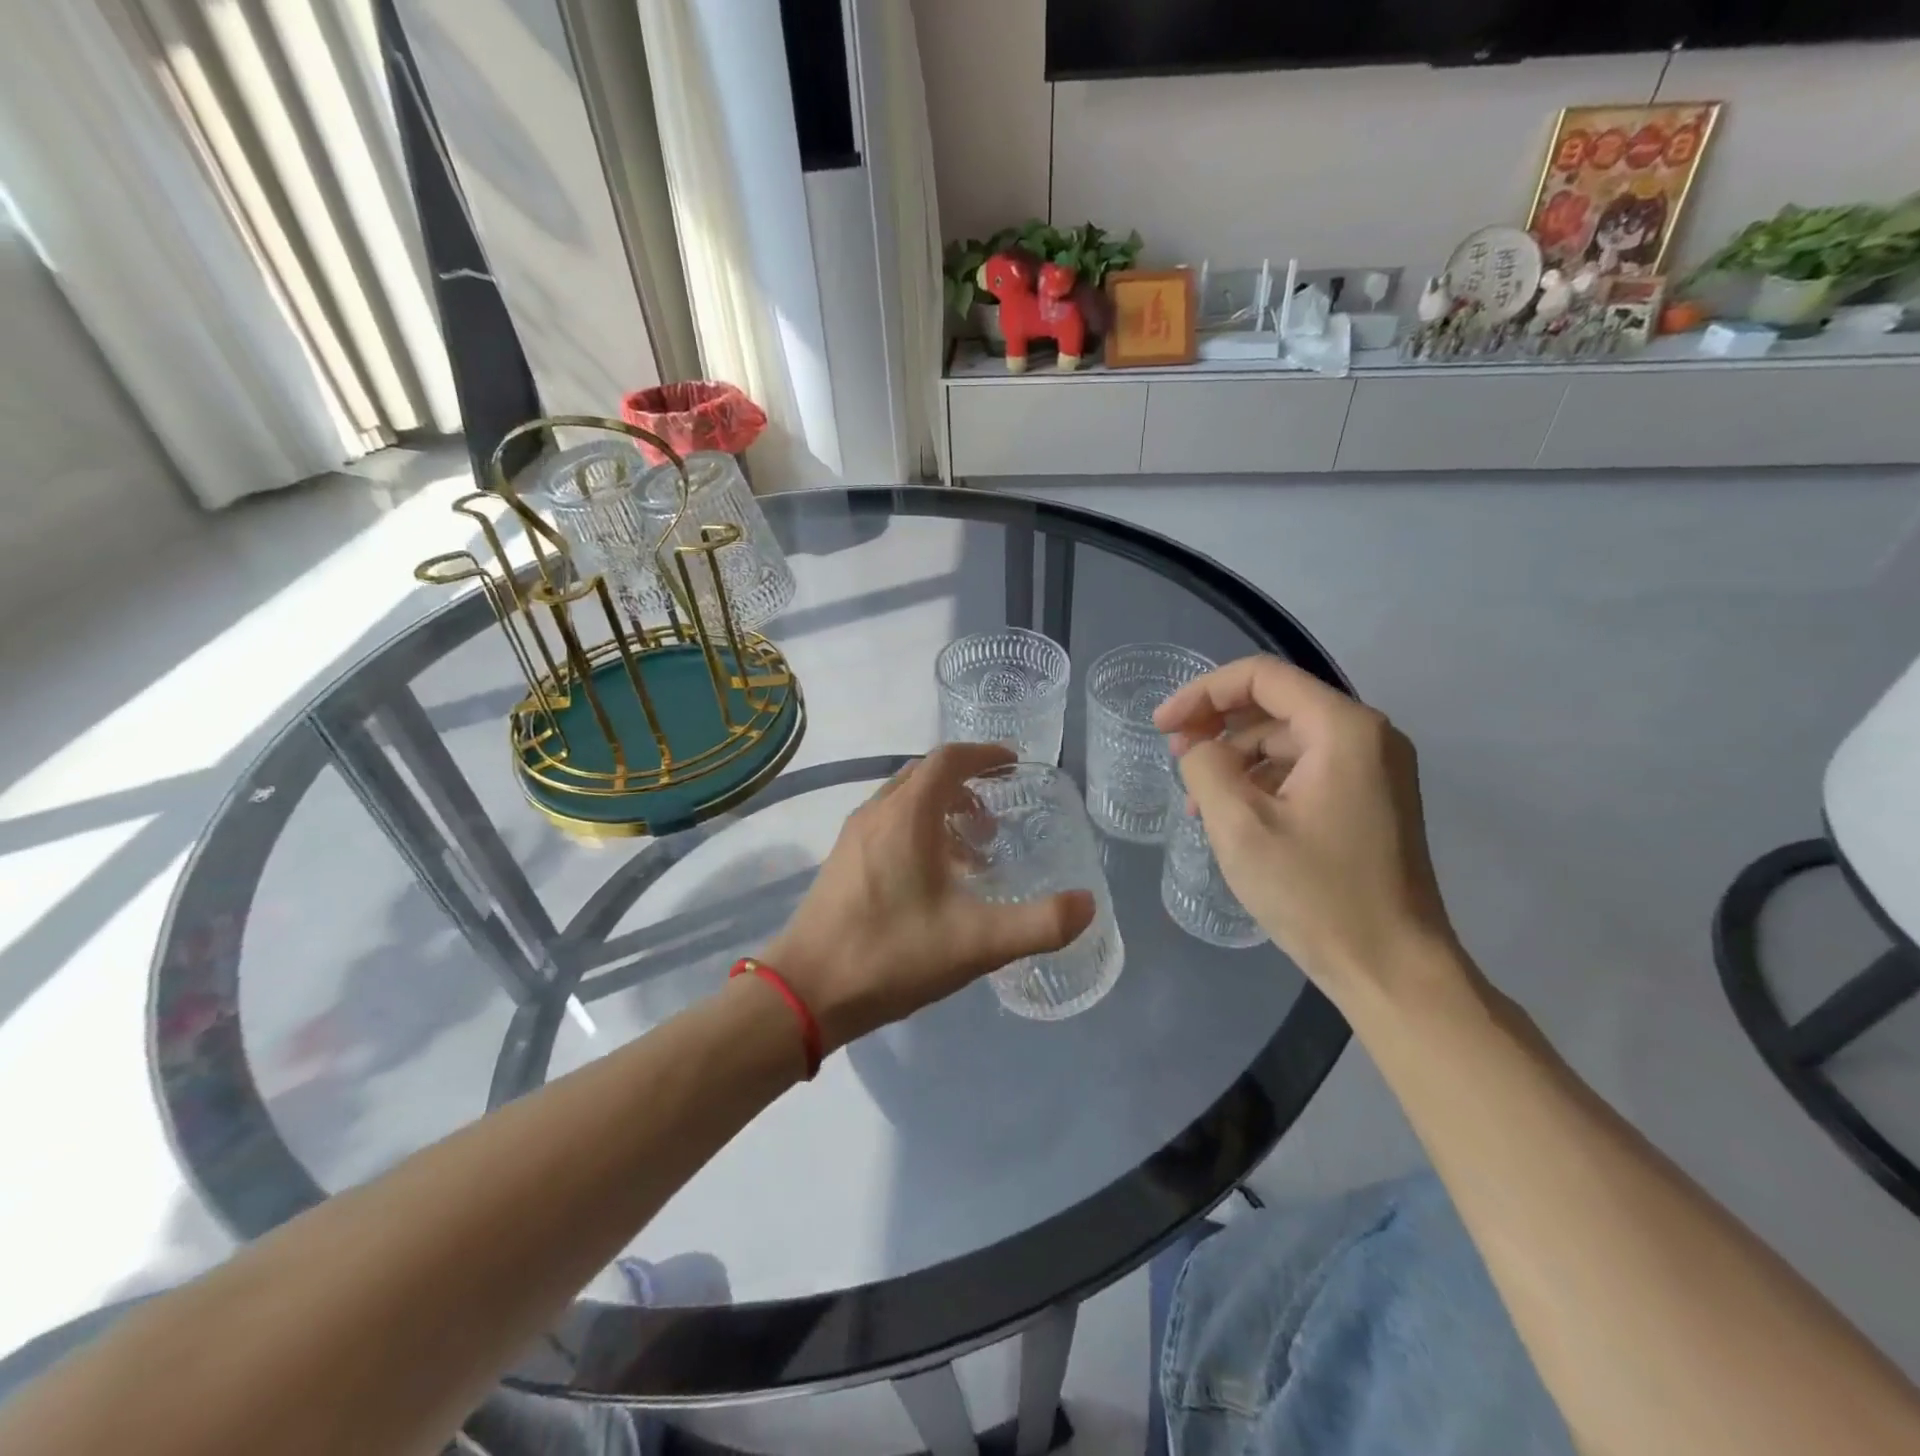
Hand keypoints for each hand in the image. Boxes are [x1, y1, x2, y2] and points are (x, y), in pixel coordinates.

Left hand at [765, 744, 1095, 1052]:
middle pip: (925, 776)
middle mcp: (877, 812)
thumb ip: (1039, 924)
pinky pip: (887, 825)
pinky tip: (932, 882)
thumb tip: (1087, 904)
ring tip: (971, 855)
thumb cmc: (891, 954)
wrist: (804, 993)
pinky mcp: (841, 862)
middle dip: (966, 786)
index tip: (1013, 765)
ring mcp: (853, 837)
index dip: (984, 754)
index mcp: (907, 815)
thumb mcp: (976, 943)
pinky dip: (918, 832)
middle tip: (996, 821)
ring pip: (904, 802)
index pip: (948, 759)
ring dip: (941, 811)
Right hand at [1154, 656, 1461, 1007]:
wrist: (1394, 971)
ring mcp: (1375, 770)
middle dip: (1217, 724)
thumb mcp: (1240, 827)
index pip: (1262, 677)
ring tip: (1196, 799)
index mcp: (1344, 729)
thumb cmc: (1316, 895)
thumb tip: (1201, 749)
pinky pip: (1306, 770)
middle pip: (1276, 704)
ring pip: (1288, 740)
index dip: (1202, 692)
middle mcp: (1368, 737)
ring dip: (1236, 759)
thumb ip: (1206, 768)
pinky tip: (1233, 815)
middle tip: (1173, 756)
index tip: (1161, 725)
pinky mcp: (1372, 801)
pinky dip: (1263, 782)